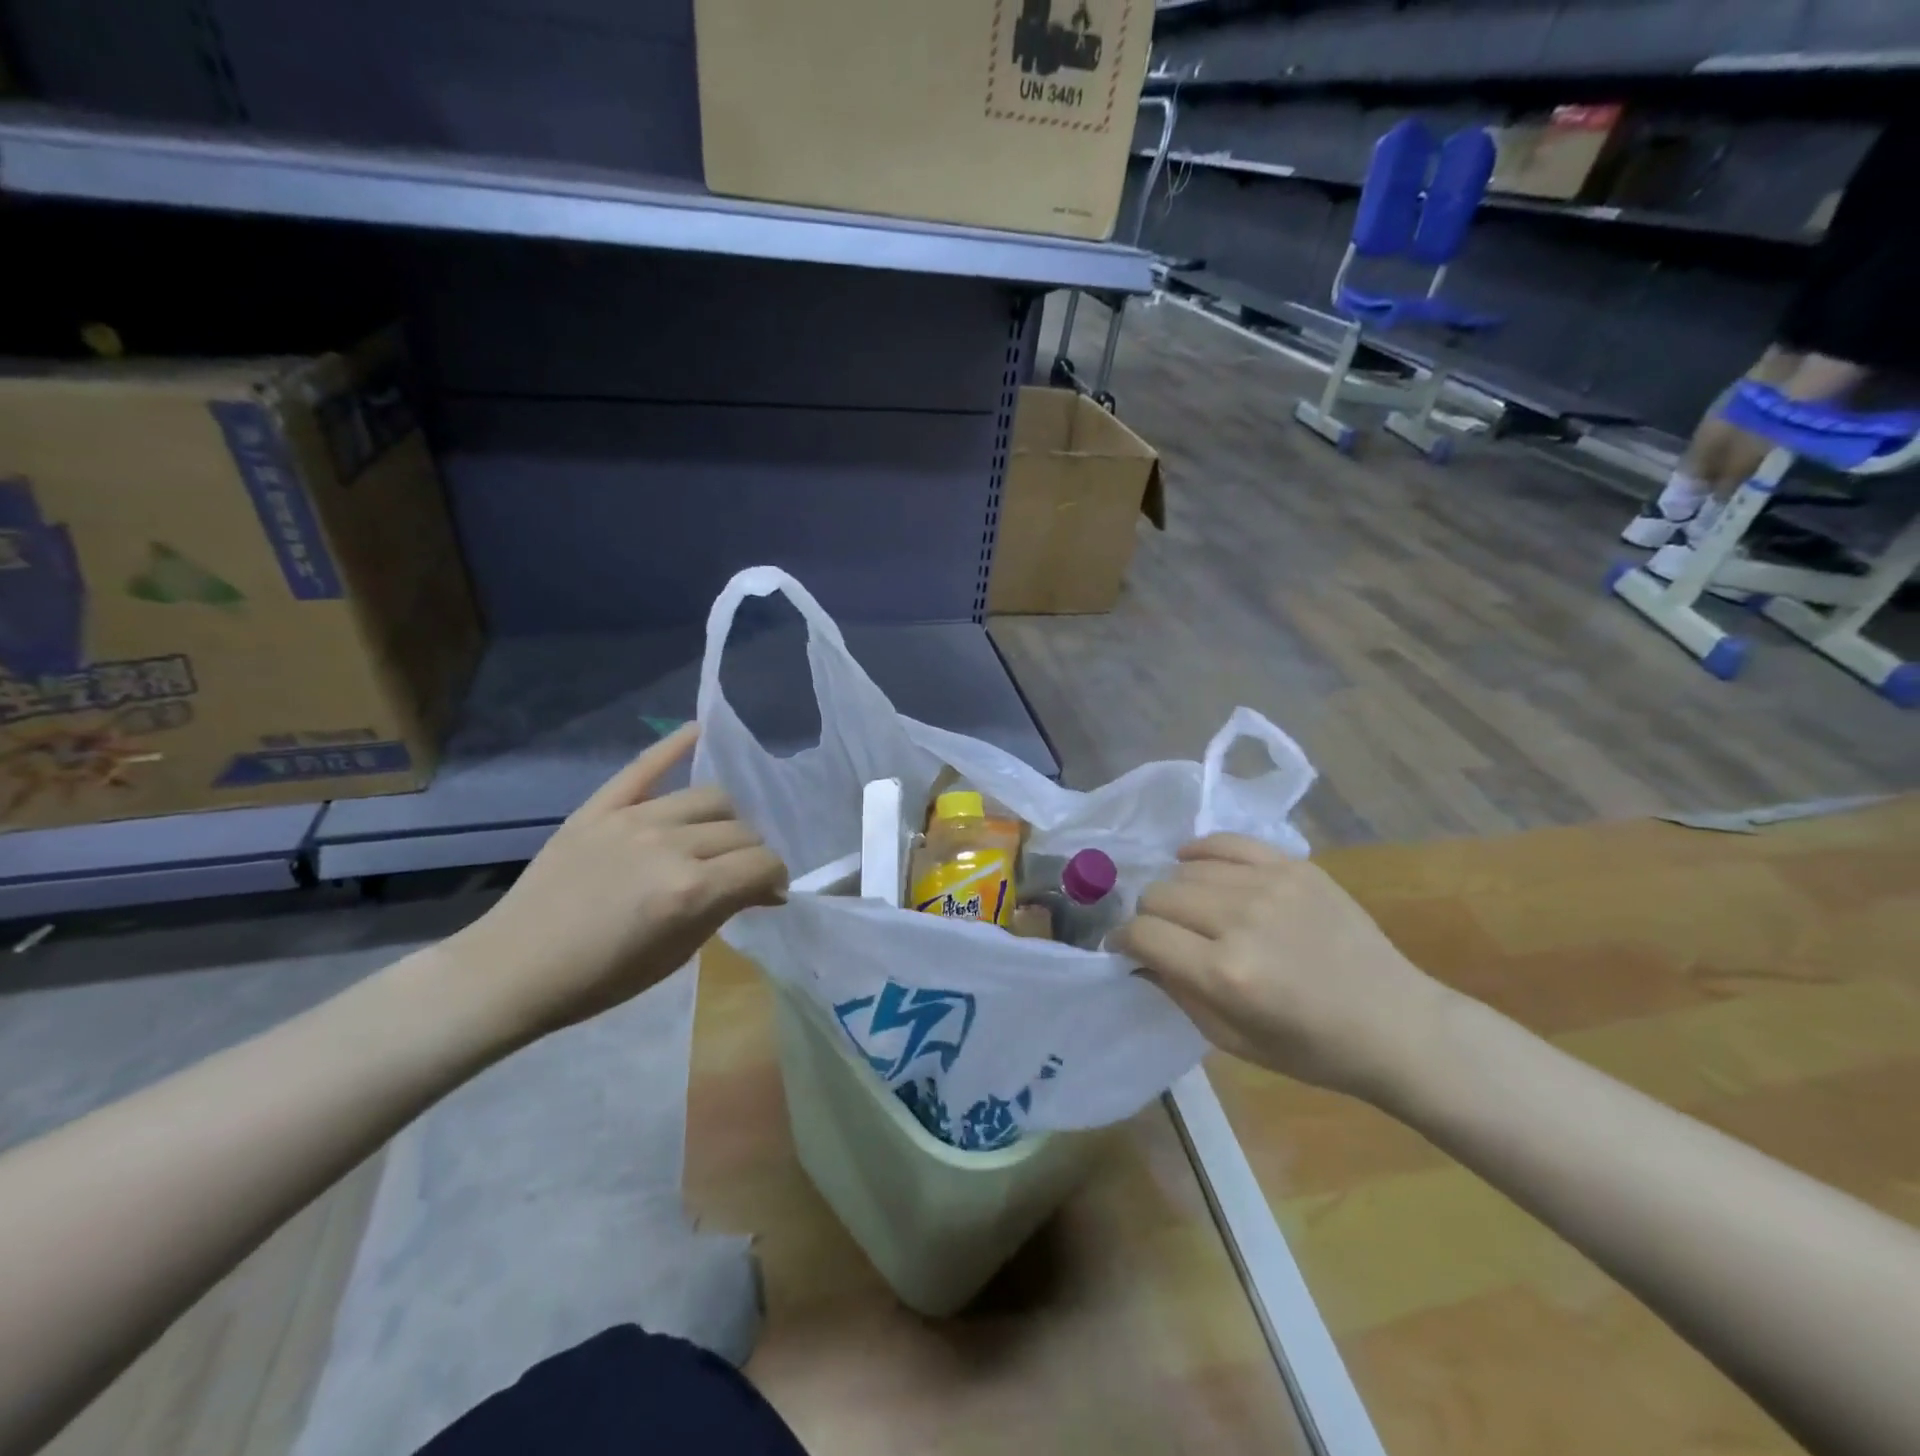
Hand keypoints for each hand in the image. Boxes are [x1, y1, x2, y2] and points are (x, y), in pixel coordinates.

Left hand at [447, 725, 787, 1042]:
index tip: (768, 893)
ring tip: (712, 838)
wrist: (513, 970)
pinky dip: (675, 745)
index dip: (774, 878)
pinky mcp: (600, 808)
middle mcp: (670, 845)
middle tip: (736, 875)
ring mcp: (633, 819)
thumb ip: (725, 909)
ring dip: (725, 820)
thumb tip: (764, 887)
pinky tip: (698, 731)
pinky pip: (645, 766)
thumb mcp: (677, 955)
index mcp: (692, 891)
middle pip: (741, 831)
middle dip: (750, 855)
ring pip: (710, 797)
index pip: (763, 863)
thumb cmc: (601, 978)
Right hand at [1113, 834, 1449, 1097]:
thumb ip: (1177, 992)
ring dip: (1177, 889)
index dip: (1122, 940)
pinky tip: (1196, 863)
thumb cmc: (1312, 1049)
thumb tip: (1138, 956)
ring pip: (1186, 867)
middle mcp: (1242, 920)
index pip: (1144, 933)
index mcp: (1226, 973)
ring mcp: (1270, 885)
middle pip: (1159, 893)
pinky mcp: (1295, 866)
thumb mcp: (1233, 1040)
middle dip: (1148, 915)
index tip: (1123, 947)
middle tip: (1162, 933)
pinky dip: (1202, 851)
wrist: (1398, 1024)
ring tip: (1190, 908)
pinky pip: (1227, 841)